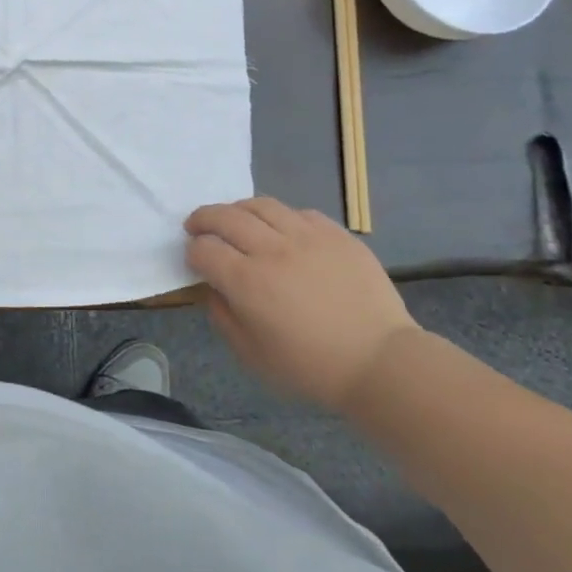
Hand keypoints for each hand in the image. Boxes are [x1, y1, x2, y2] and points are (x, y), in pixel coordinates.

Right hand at [185, 196, 419, 410]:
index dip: (192, 252)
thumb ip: (222, 316)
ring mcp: (307, 237)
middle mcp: (271, 249)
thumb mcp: (250, 354)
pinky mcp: (336, 235)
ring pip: (261, 205)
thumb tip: (214, 288)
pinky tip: (282, 232)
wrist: (379, 362)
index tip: (194, 260)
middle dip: (203, 219)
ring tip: (236, 220)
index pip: (203, 249)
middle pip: (224, 216)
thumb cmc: (310, 367)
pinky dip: (281, 218)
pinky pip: (299, 213)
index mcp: (246, 281)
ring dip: (238, 210)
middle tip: (197, 226)